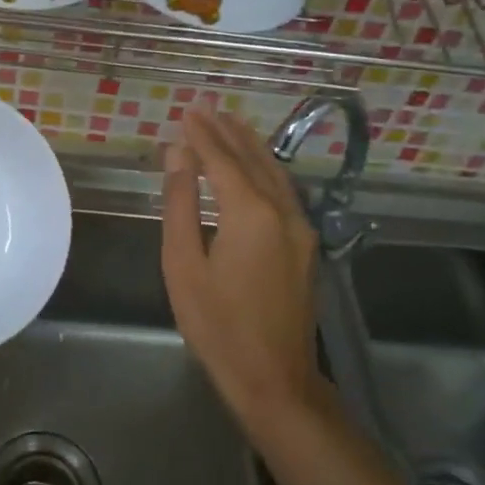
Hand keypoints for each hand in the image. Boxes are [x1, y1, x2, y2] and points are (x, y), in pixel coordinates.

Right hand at [161, 108, 324, 433]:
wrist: (274, 378)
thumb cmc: (217, 325)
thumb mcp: (183, 264)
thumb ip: (181, 204)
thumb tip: (178, 155)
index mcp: (249, 213)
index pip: (221, 159)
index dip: (202, 134)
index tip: (187, 110)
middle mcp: (282, 210)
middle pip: (252, 158)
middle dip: (227, 131)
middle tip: (205, 107)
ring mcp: (300, 227)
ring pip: (274, 172)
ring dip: (249, 145)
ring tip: (229, 123)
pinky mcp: (306, 244)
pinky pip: (284, 190)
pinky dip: (265, 168)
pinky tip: (255, 164)